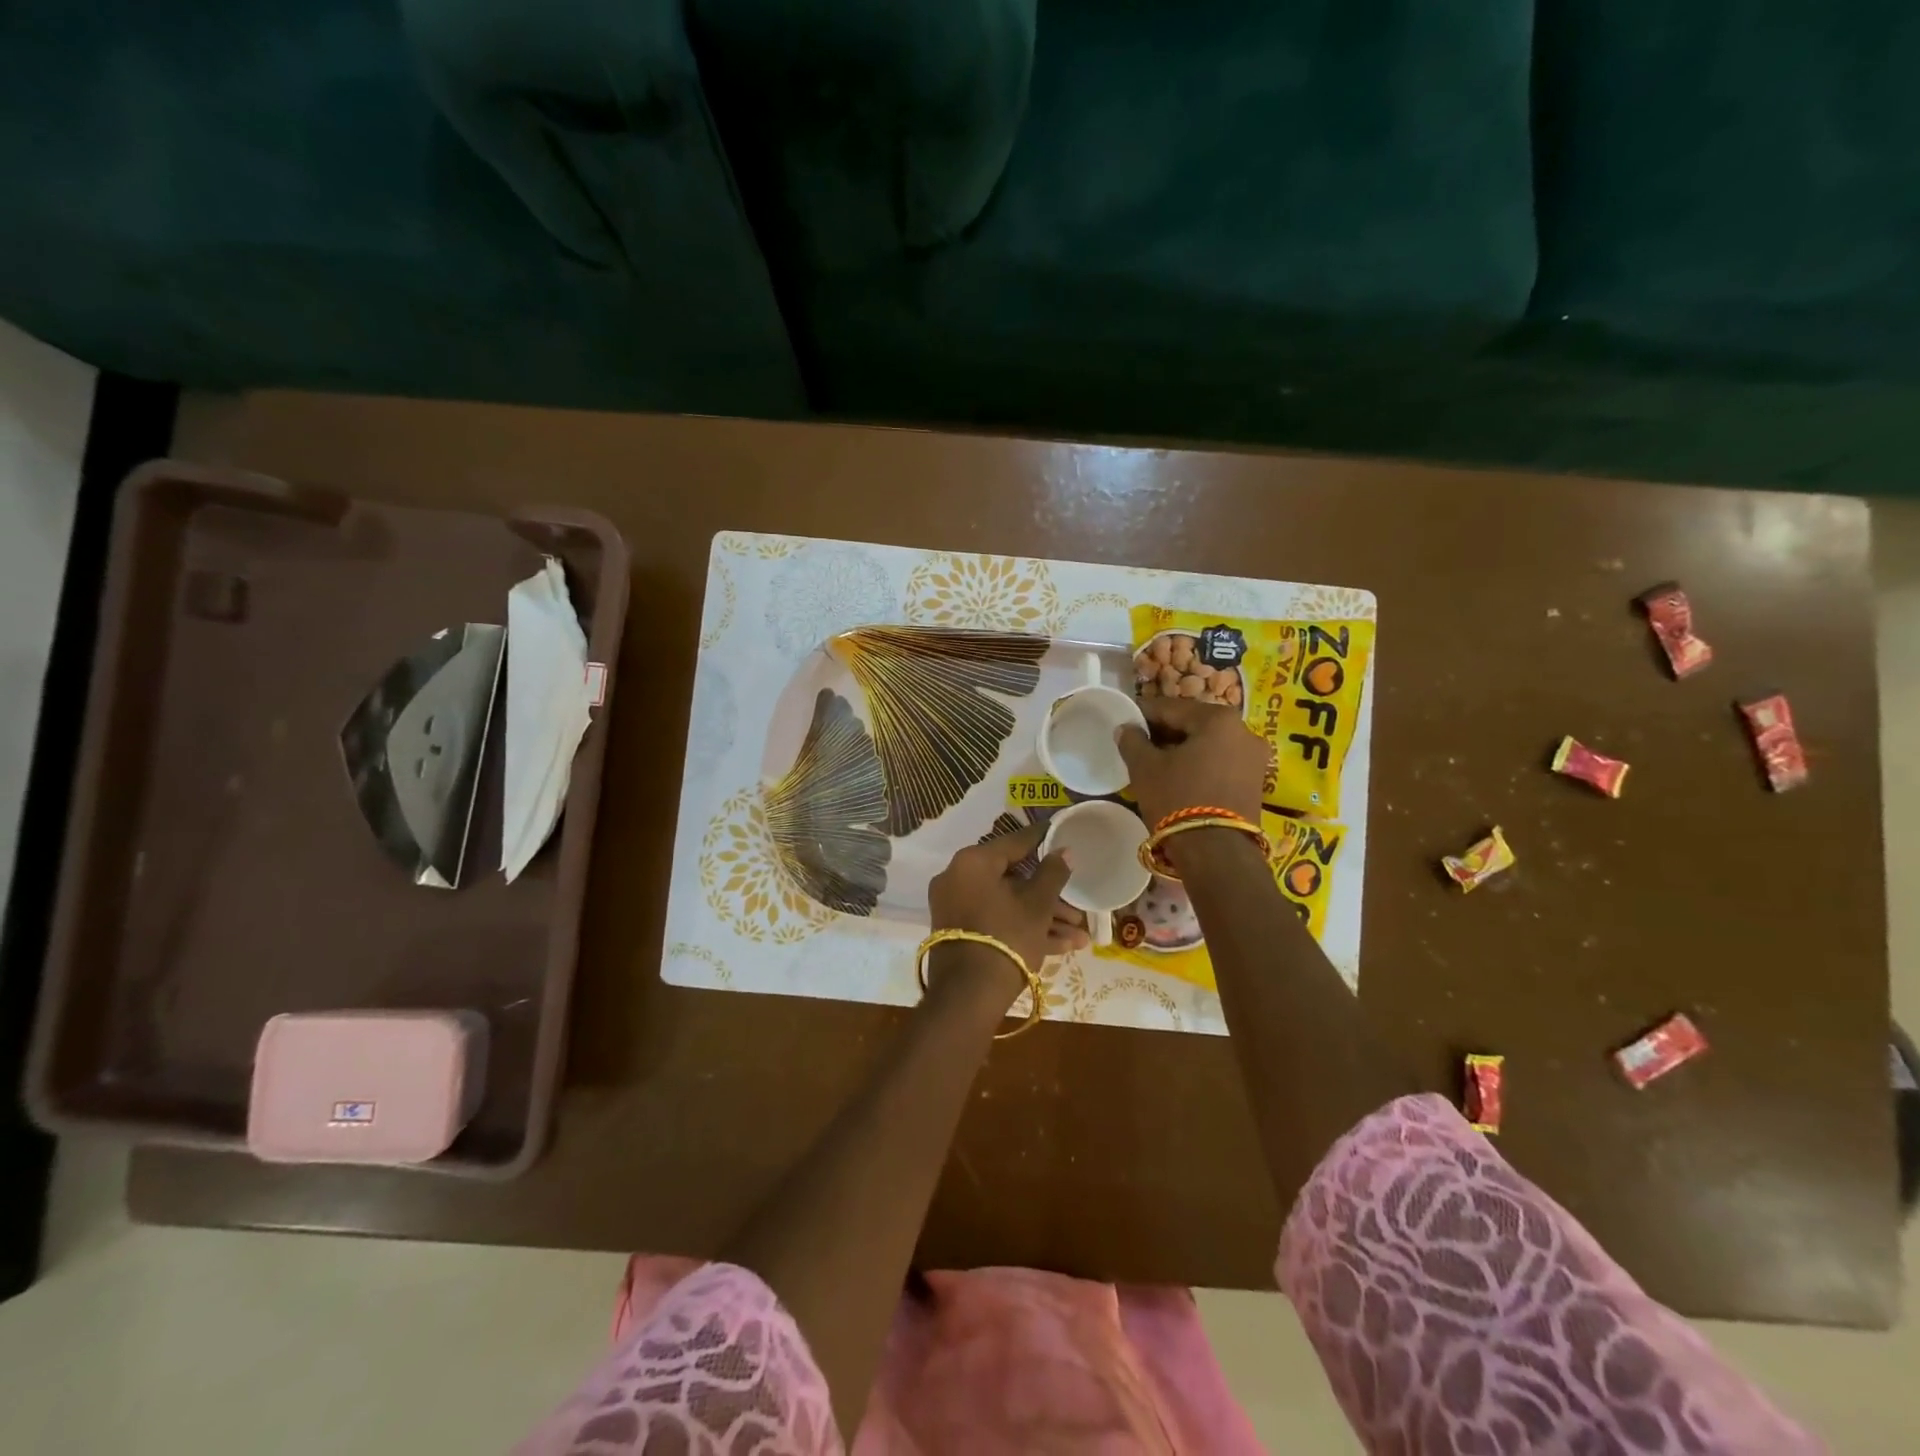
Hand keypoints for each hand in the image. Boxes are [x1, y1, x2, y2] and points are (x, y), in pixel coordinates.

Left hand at [927, 822, 1082, 1000]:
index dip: (1042, 840)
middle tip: (1079, 908)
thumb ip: (1052, 873)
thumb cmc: (1006, 937)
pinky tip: (1063, 946)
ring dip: (1044, 918)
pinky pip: (996, 921)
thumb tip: (1064, 851)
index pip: (1014, 843)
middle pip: (1013, 879)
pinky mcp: (960, 933)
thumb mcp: (1037, 905)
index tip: (1061, 834)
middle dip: (1050, 897)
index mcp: (973, 862)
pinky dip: (1024, 929)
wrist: (968, 996)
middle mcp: (959, 878)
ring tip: (1080, 936)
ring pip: (1008, 904)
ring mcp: (957, 907)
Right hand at [1116, 696, 1269, 830]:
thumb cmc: (1178, 799)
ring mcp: (1254, 757)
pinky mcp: (1255, 782)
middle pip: (1193, 724)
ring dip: (1182, 749)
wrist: (1217, 853)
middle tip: (1139, 745)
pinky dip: (1199, 764)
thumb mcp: (1145, 768)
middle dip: (1165, 732)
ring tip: (1156, 763)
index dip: (1143, 714)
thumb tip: (1127, 728)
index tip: (1125, 723)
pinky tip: (1179, 777)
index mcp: (1218, 718)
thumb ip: (1133, 741)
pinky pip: (1220, 762)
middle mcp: (1243, 730)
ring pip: (1208, 744)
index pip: (1170, 707)